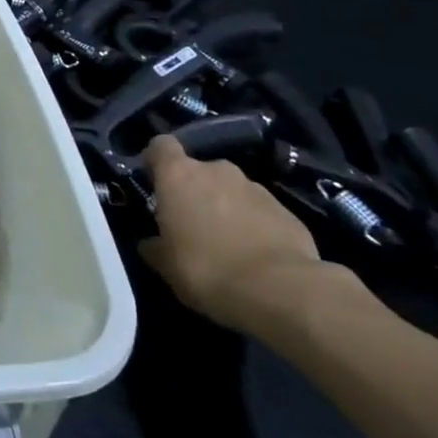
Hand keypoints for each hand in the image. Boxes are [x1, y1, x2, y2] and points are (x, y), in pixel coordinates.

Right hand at [136, 133, 330, 331]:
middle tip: (192, 223)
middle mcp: (217, 170)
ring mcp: (255, 188)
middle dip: (195, 191)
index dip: (156, 160)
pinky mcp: (287, 211)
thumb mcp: (166, 265)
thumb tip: (150, 242)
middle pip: (199, 170)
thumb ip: (155, 246)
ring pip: (231, 190)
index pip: (161, 146)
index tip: (154, 180)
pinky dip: (254, 226)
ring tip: (228, 243)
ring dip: (226, 208)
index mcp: (179, 175)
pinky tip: (256, 256)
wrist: (281, 291)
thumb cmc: (207, 270)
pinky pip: (260, 212)